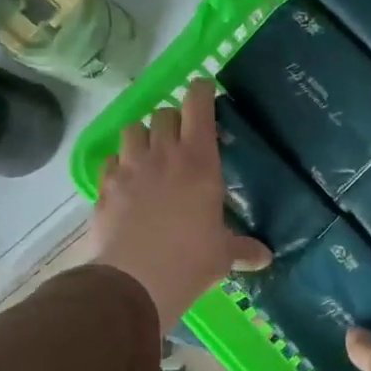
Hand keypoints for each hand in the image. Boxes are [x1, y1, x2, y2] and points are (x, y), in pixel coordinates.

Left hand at [90, 78, 270, 334]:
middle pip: (163, 113)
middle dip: (172, 119)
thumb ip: (243, 249)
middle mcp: (163, 154)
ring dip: (143, 136)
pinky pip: (110, 160)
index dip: (200, 91)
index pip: (198, 105)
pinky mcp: (105, 186)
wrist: (135, 281)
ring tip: (150, 154)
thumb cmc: (190, 261)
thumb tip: (265, 257)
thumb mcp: (223, 255)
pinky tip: (126, 182)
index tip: (204, 89)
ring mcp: (129, 168)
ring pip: (132, 129)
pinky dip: (119, 164)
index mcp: (199, 161)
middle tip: (181, 137)